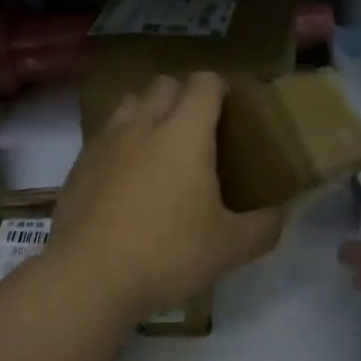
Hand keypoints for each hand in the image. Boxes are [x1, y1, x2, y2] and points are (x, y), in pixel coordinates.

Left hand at [51, 72, 285, 323]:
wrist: (88, 278)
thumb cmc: (167, 253)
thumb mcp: (229, 248)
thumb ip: (264, 227)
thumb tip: (280, 215)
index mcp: (185, 133)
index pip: (204, 83)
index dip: (220, 88)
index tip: (230, 110)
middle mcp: (143, 125)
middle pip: (164, 84)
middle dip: (184, 96)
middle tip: (199, 131)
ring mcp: (105, 142)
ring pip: (130, 103)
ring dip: (148, 112)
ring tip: (160, 146)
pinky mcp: (79, 165)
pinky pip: (105, 135)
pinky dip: (121, 142)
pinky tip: (127, 178)